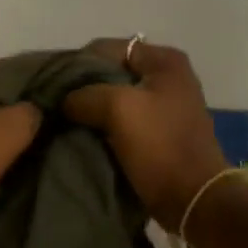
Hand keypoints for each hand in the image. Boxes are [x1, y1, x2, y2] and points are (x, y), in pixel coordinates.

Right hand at [63, 39, 229, 229]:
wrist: (192, 199)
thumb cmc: (160, 146)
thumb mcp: (118, 108)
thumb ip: (84, 94)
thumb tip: (64, 100)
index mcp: (165, 61)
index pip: (108, 48)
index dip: (79, 63)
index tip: (54, 86)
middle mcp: (168, 77)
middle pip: (111, 72)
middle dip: (83, 87)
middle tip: (56, 105)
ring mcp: (165, 105)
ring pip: (115, 98)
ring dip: (91, 109)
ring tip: (65, 121)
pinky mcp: (159, 132)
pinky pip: (122, 120)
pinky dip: (103, 126)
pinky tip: (83, 136)